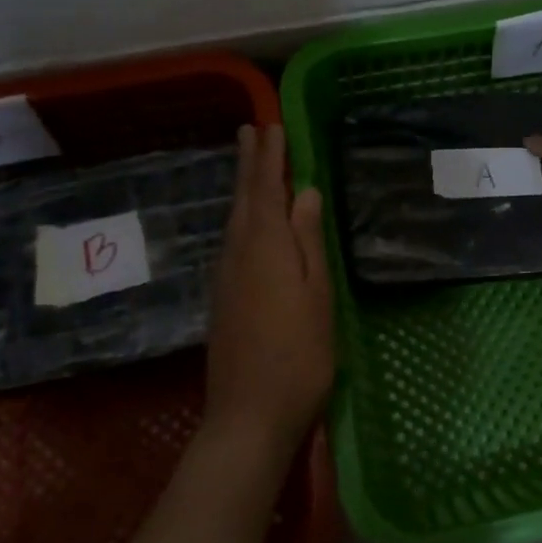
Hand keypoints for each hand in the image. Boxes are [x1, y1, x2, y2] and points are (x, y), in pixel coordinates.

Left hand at [205, 124, 334, 447]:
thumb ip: (309, 242)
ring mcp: (226, 278)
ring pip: (235, 220)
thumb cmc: (299, 356)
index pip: (266, 191)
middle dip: (249, 164)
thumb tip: (306, 193)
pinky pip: (233, 240)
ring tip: (250, 164)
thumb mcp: (317, 296)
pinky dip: (242, 217)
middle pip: (243, 200)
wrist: (249, 415)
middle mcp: (238, 254)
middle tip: (250, 131)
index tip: (271, 127)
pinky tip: (248, 221)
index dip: (270, 159)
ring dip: (243, 187)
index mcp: (265, 249)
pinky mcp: (224, 298)